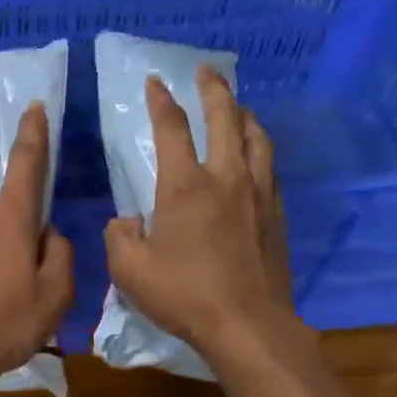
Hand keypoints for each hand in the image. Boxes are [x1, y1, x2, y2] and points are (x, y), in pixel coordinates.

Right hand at [104, 67, 295, 367]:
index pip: (172, 129)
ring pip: (256, 138)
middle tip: (206, 72)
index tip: (155, 82)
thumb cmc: (183, 296)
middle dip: (213, 90)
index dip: (161, 102)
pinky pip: (269, 168)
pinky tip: (255, 157)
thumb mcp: (130, 272)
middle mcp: (226, 178)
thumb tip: (128, 221)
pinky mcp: (276, 214)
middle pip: (225, 118)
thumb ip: (120, 237)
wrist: (247, 324)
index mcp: (185, 187)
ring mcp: (258, 194)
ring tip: (237, 107)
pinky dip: (259, 150)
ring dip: (244, 115)